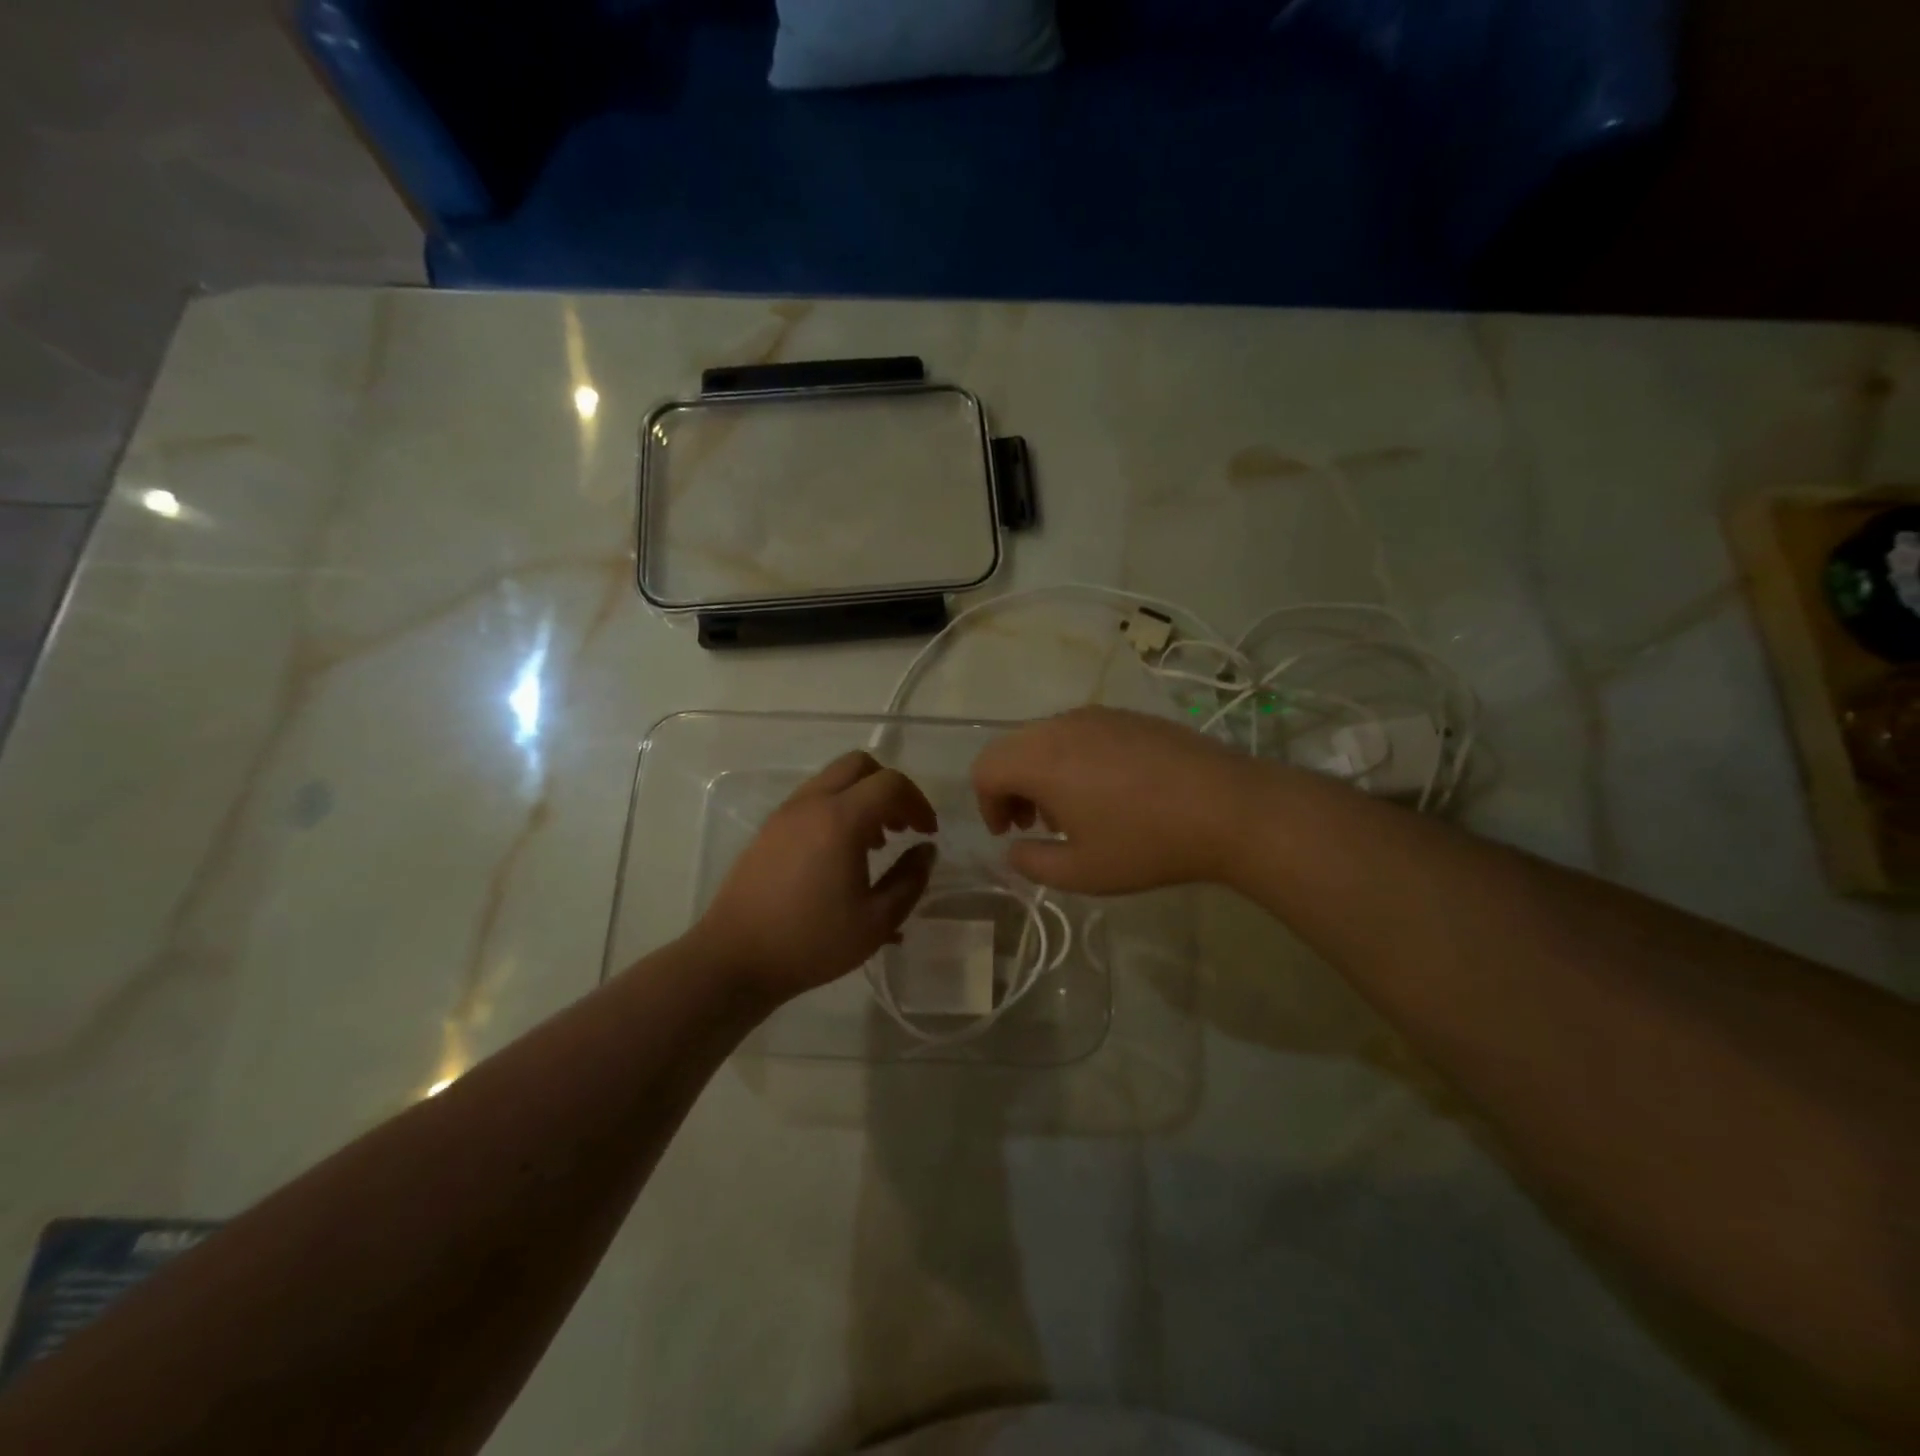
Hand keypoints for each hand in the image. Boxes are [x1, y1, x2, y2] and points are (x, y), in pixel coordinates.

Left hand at [694, 751, 938, 1000]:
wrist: (735, 959)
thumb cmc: (811, 943)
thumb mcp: (877, 921)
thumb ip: (910, 880)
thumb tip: (926, 851)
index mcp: (841, 819)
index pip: (891, 784)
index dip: (918, 803)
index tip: (928, 834)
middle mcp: (812, 803)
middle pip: (860, 765)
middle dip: (890, 788)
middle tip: (903, 827)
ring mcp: (786, 813)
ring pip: (833, 779)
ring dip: (863, 798)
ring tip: (876, 844)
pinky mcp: (769, 829)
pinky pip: (813, 799)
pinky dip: (838, 809)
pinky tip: (841, 854)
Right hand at [972, 706, 1254, 893]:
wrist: (1228, 807)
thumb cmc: (1147, 843)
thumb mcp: (1082, 872)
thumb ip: (1032, 863)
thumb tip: (1014, 849)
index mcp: (1041, 759)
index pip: (986, 768)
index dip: (987, 804)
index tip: (1010, 833)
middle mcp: (1062, 725)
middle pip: (1013, 748)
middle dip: (1012, 787)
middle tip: (1035, 824)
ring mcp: (1098, 715)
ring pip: (1046, 737)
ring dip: (1041, 771)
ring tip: (1073, 809)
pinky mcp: (1129, 715)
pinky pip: (1080, 731)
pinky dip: (1072, 757)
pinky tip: (1108, 789)